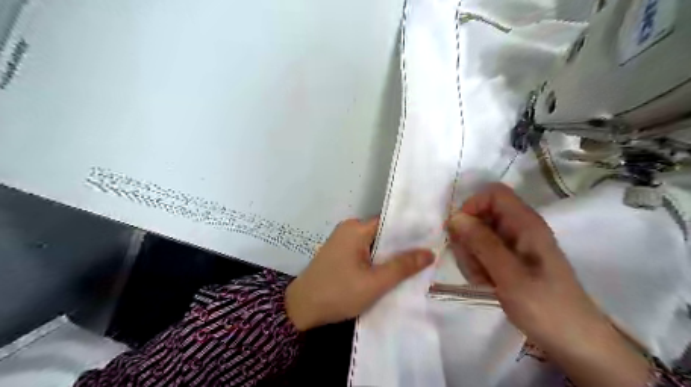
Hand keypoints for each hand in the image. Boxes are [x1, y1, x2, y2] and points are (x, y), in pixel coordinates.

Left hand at [284, 216, 433, 330]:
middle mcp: (349, 229)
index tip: (432, 239)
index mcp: (356, 228)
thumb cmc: (338, 293)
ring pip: (375, 244)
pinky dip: (378, 260)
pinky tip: (392, 271)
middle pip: (383, 233)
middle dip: (403, 245)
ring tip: (416, 263)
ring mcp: (343, 241)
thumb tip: (430, 252)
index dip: (411, 231)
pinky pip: (365, 251)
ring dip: (390, 255)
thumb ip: (402, 266)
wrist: (301, 309)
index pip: (390, 222)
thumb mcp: (374, 282)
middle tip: (428, 255)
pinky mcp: (340, 253)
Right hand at [449, 185, 654, 386]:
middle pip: (480, 215)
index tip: (459, 231)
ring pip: (477, 235)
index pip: (493, 194)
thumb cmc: (545, 307)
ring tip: (484, 279)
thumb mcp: (510, 275)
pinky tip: (487, 283)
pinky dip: (477, 266)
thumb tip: (455, 217)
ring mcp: (513, 244)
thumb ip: (482, 243)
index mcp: (525, 223)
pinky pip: (481, 252)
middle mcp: (518, 228)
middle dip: (468, 238)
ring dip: (471, 255)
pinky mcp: (508, 259)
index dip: (472, 206)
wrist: (572, 341)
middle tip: (474, 264)